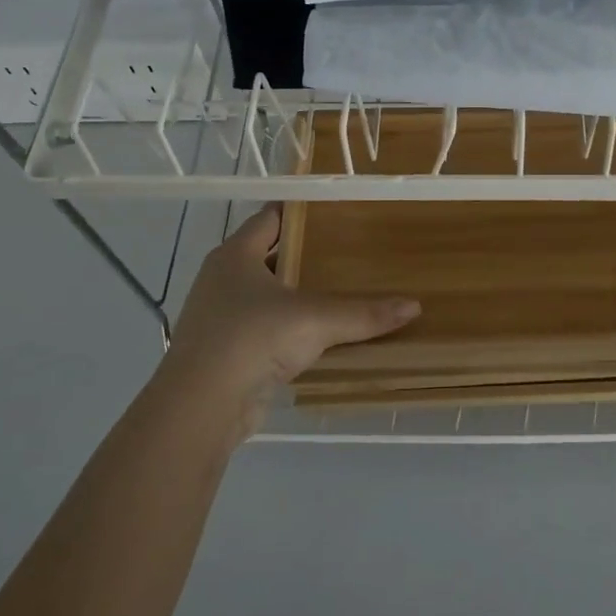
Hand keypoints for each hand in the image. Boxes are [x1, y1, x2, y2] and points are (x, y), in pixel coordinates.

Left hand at [161, 206, 419, 442]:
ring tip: (340, 287)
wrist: (201, 407)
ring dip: (296, 292)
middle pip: (268, 254)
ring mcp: (220, 316)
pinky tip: (319, 333)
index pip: (269, 217)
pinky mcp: (226, 351)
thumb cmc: (252, 339)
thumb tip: (414, 306)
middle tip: (348, 246)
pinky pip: (264, 328)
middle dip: (304, 252)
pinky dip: (289, 326)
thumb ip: (364, 313)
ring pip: (266, 294)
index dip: (300, 209)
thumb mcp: (316, 320)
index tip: (335, 208)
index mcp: (235, 255)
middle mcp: (222, 279)